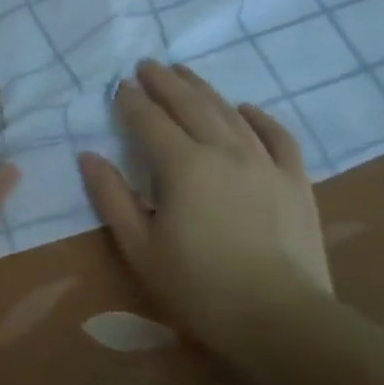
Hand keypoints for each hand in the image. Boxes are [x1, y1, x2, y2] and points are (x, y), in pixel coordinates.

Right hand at [78, 61, 331, 346]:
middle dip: (165, 83)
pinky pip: (278, 136)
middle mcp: (225, 151)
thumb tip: (88, 156)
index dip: (132, 102)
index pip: (151, 121)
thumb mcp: (140, 248)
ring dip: (204, 89)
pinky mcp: (295, 180)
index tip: (118, 86)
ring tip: (185, 74)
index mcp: (183, 166)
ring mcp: (265, 162)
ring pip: (230, 113)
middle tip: (147, 65)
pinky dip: (259, 117)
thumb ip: (112, 198)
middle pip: (191, 105)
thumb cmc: (198, 287)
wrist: (280, 319)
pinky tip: (246, 108)